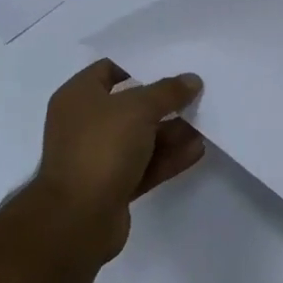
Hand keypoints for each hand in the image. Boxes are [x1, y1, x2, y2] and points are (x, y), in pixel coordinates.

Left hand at [35, 59, 206, 260]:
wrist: (77, 220)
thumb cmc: (101, 148)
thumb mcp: (138, 108)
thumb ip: (168, 92)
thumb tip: (191, 80)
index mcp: (78, 97)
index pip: (109, 69)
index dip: (139, 64)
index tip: (172, 63)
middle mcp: (85, 124)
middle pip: (130, 105)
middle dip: (164, 102)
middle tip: (197, 93)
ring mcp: (98, 157)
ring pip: (141, 138)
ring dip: (171, 131)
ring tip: (205, 122)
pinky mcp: (112, 186)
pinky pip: (145, 165)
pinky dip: (168, 157)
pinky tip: (197, 150)